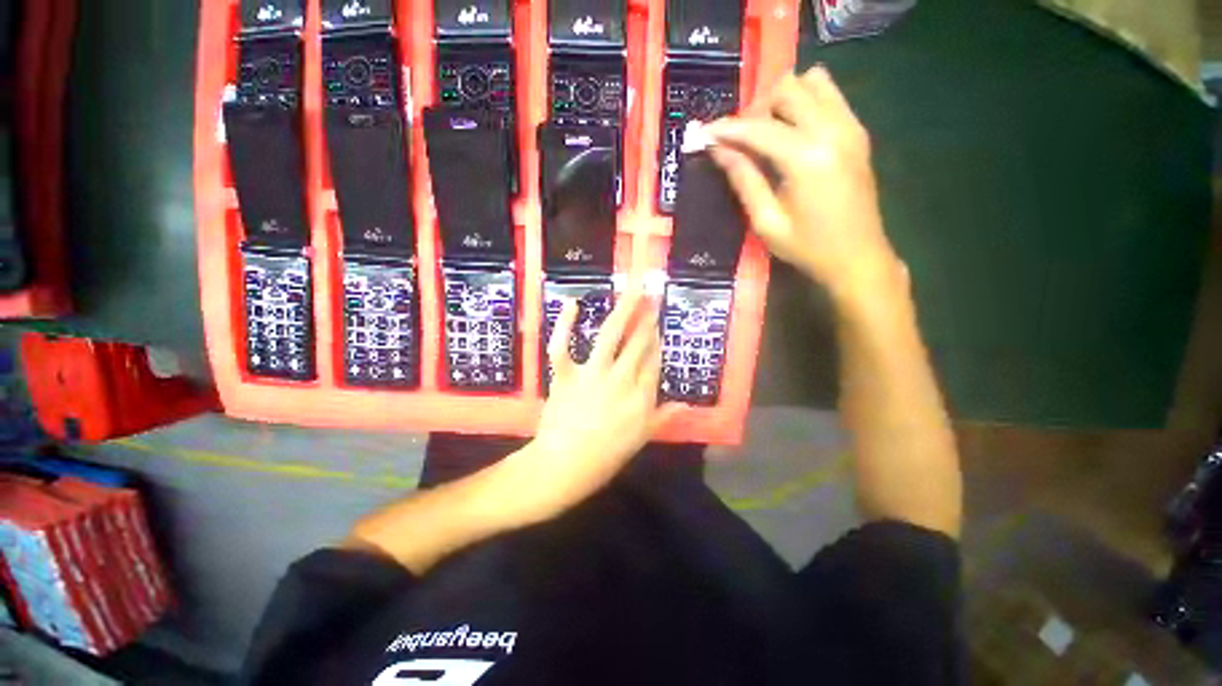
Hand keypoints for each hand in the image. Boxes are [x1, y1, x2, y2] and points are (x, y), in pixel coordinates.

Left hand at [511, 284, 681, 520]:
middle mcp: (621, 379)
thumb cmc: (605, 457)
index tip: (658, 323)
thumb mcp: (641, 439)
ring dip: (625, 309)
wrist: (564, 467)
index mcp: (641, 396)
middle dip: (647, 317)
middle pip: (639, 342)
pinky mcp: (566, 374)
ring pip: (612, 335)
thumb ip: (664, 418)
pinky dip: (565, 324)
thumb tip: (685, 405)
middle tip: (653, 294)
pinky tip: (574, 303)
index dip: (656, 339)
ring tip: (635, 288)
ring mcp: (593, 374)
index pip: (654, 360)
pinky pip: (563, 346)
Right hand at [705, 66, 905, 306]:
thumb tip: (718, 150)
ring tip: (769, 133)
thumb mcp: (766, 221)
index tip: (704, 133)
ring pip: (813, 81)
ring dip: (784, 100)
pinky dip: (806, 103)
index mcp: (807, 158)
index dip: (727, 128)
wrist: (858, 257)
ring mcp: (850, 126)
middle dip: (757, 109)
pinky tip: (793, 133)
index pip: (759, 128)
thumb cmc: (807, 247)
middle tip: (741, 141)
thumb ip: (743, 180)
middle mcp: (832, 130)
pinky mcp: (858, 131)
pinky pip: (830, 95)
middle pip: (788, 88)